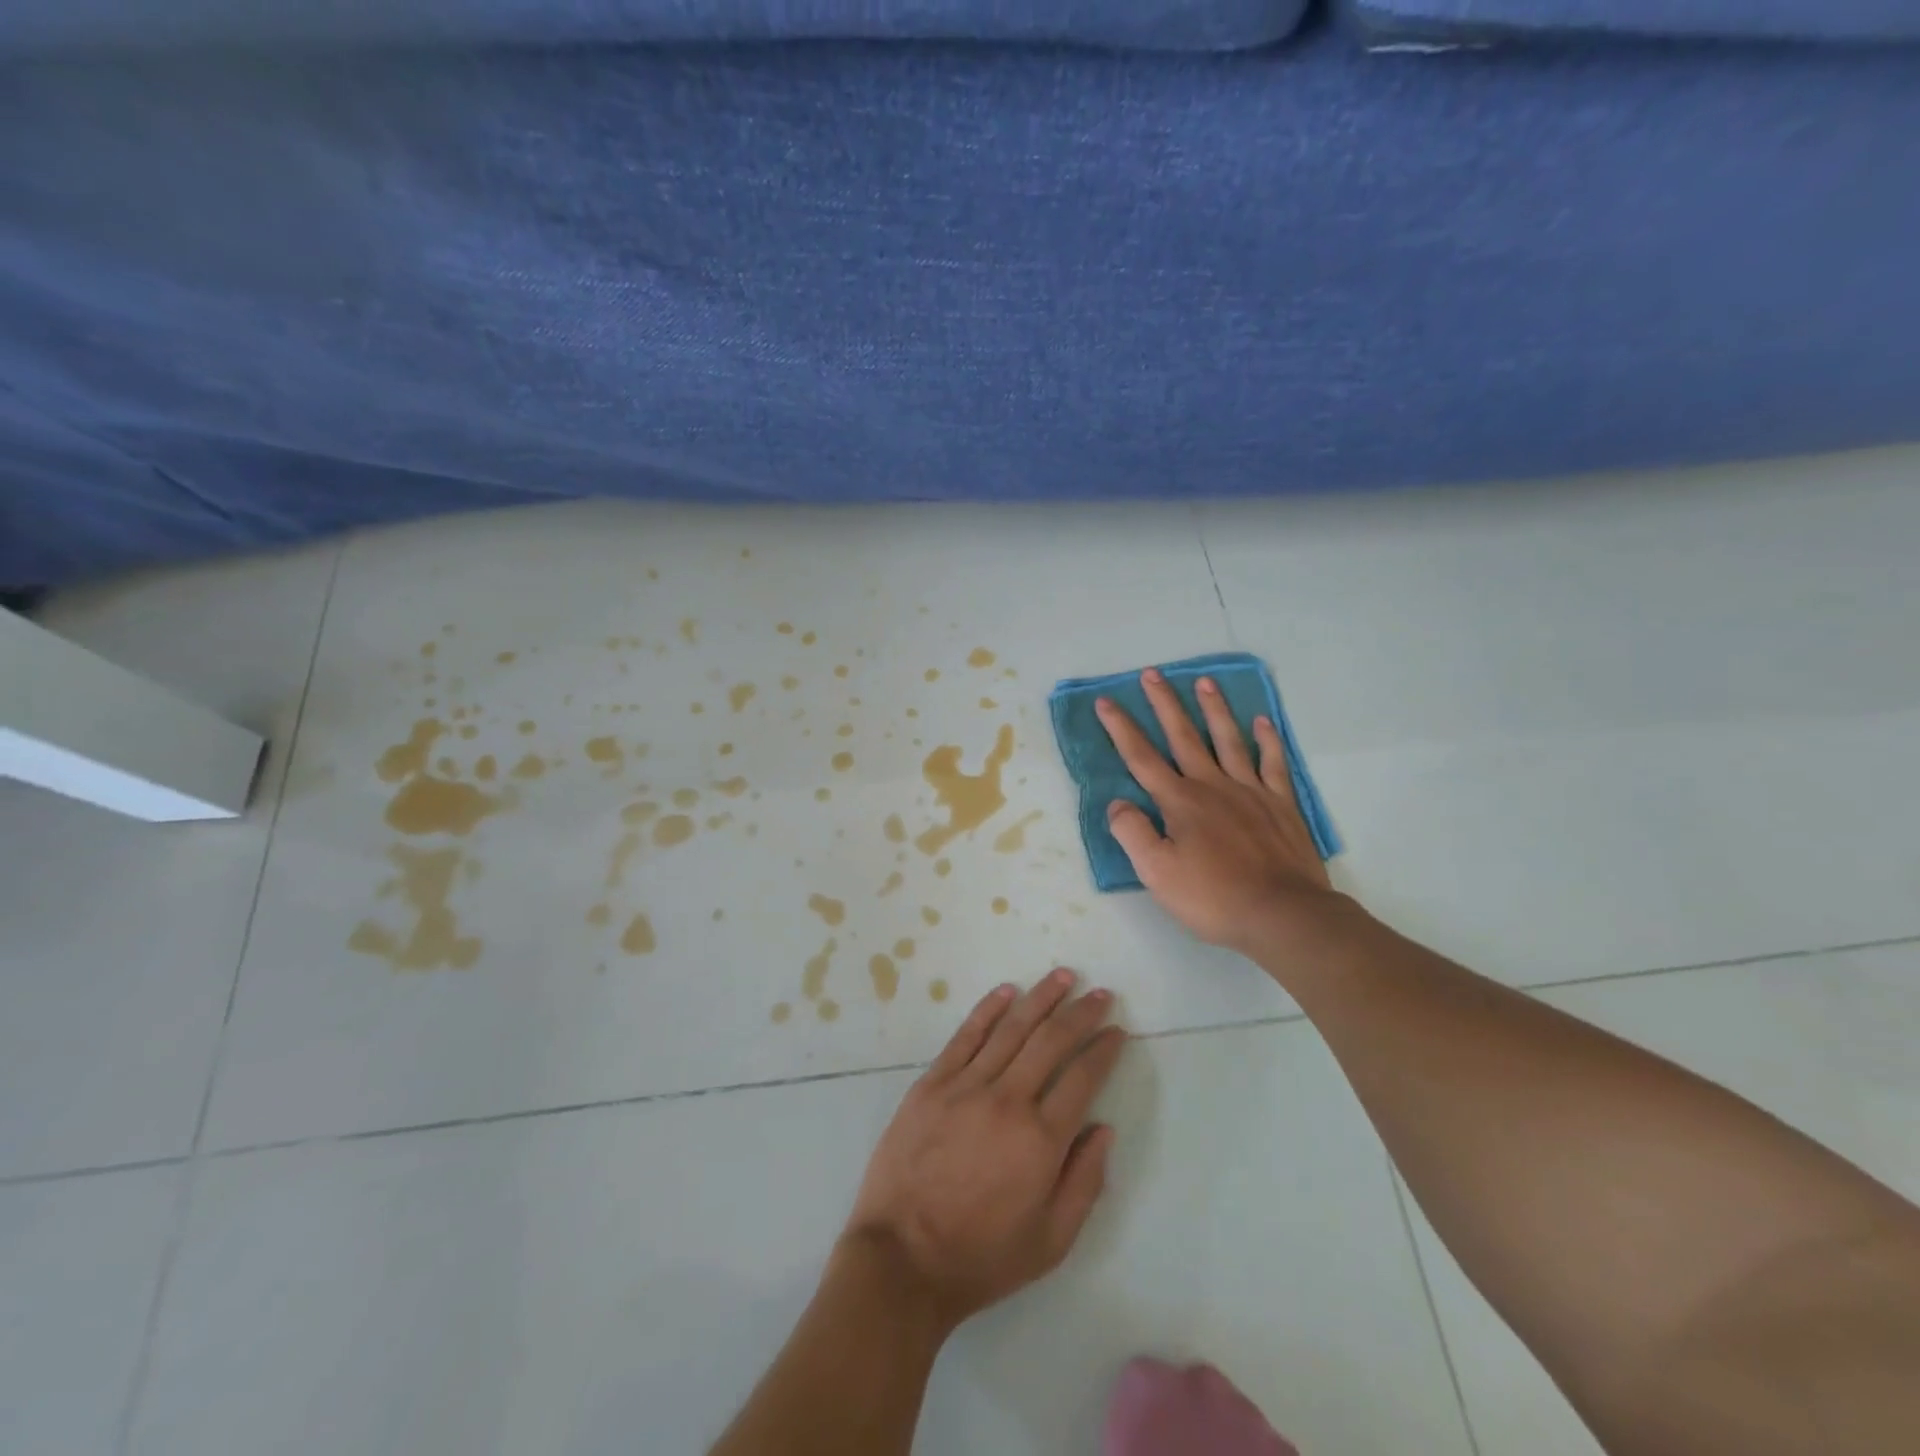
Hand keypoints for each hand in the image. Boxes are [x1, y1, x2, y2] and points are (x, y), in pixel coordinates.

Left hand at [843, 969, 1125, 1330]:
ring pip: (1011, 1029)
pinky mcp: (932, 1083)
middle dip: (1080, 1014)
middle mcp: (1008, 1101)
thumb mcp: (1051, 1242)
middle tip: (1100, 993)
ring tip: (1063, 976)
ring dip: (1041, 998)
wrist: (902, 1260)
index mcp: (1041, 1140)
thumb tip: (1104, 1128)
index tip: (1117, 1031)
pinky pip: (966, 1036)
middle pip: (1051, 1041)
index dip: (1104, 1050)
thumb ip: (1085, 1182)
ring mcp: (965, 1087)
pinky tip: (1007, 991)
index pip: (1082, 1078)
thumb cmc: (981, 1257)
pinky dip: (988, 1010)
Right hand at [1096, 668, 1338, 954]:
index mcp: (1179, 801)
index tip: (1106, 702)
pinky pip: (1273, 763)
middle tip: (1153, 673)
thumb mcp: (1156, 873)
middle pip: (1183, 736)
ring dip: (1214, 709)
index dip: (1121, 729)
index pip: (1142, 758)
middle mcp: (1212, 785)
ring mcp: (1250, 791)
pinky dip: (1267, 740)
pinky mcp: (1281, 804)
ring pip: (1228, 740)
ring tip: (1204, 681)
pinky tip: (1262, 722)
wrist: (1283, 914)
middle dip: (1164, 704)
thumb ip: (1132, 833)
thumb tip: (1117, 803)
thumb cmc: (1213, 896)